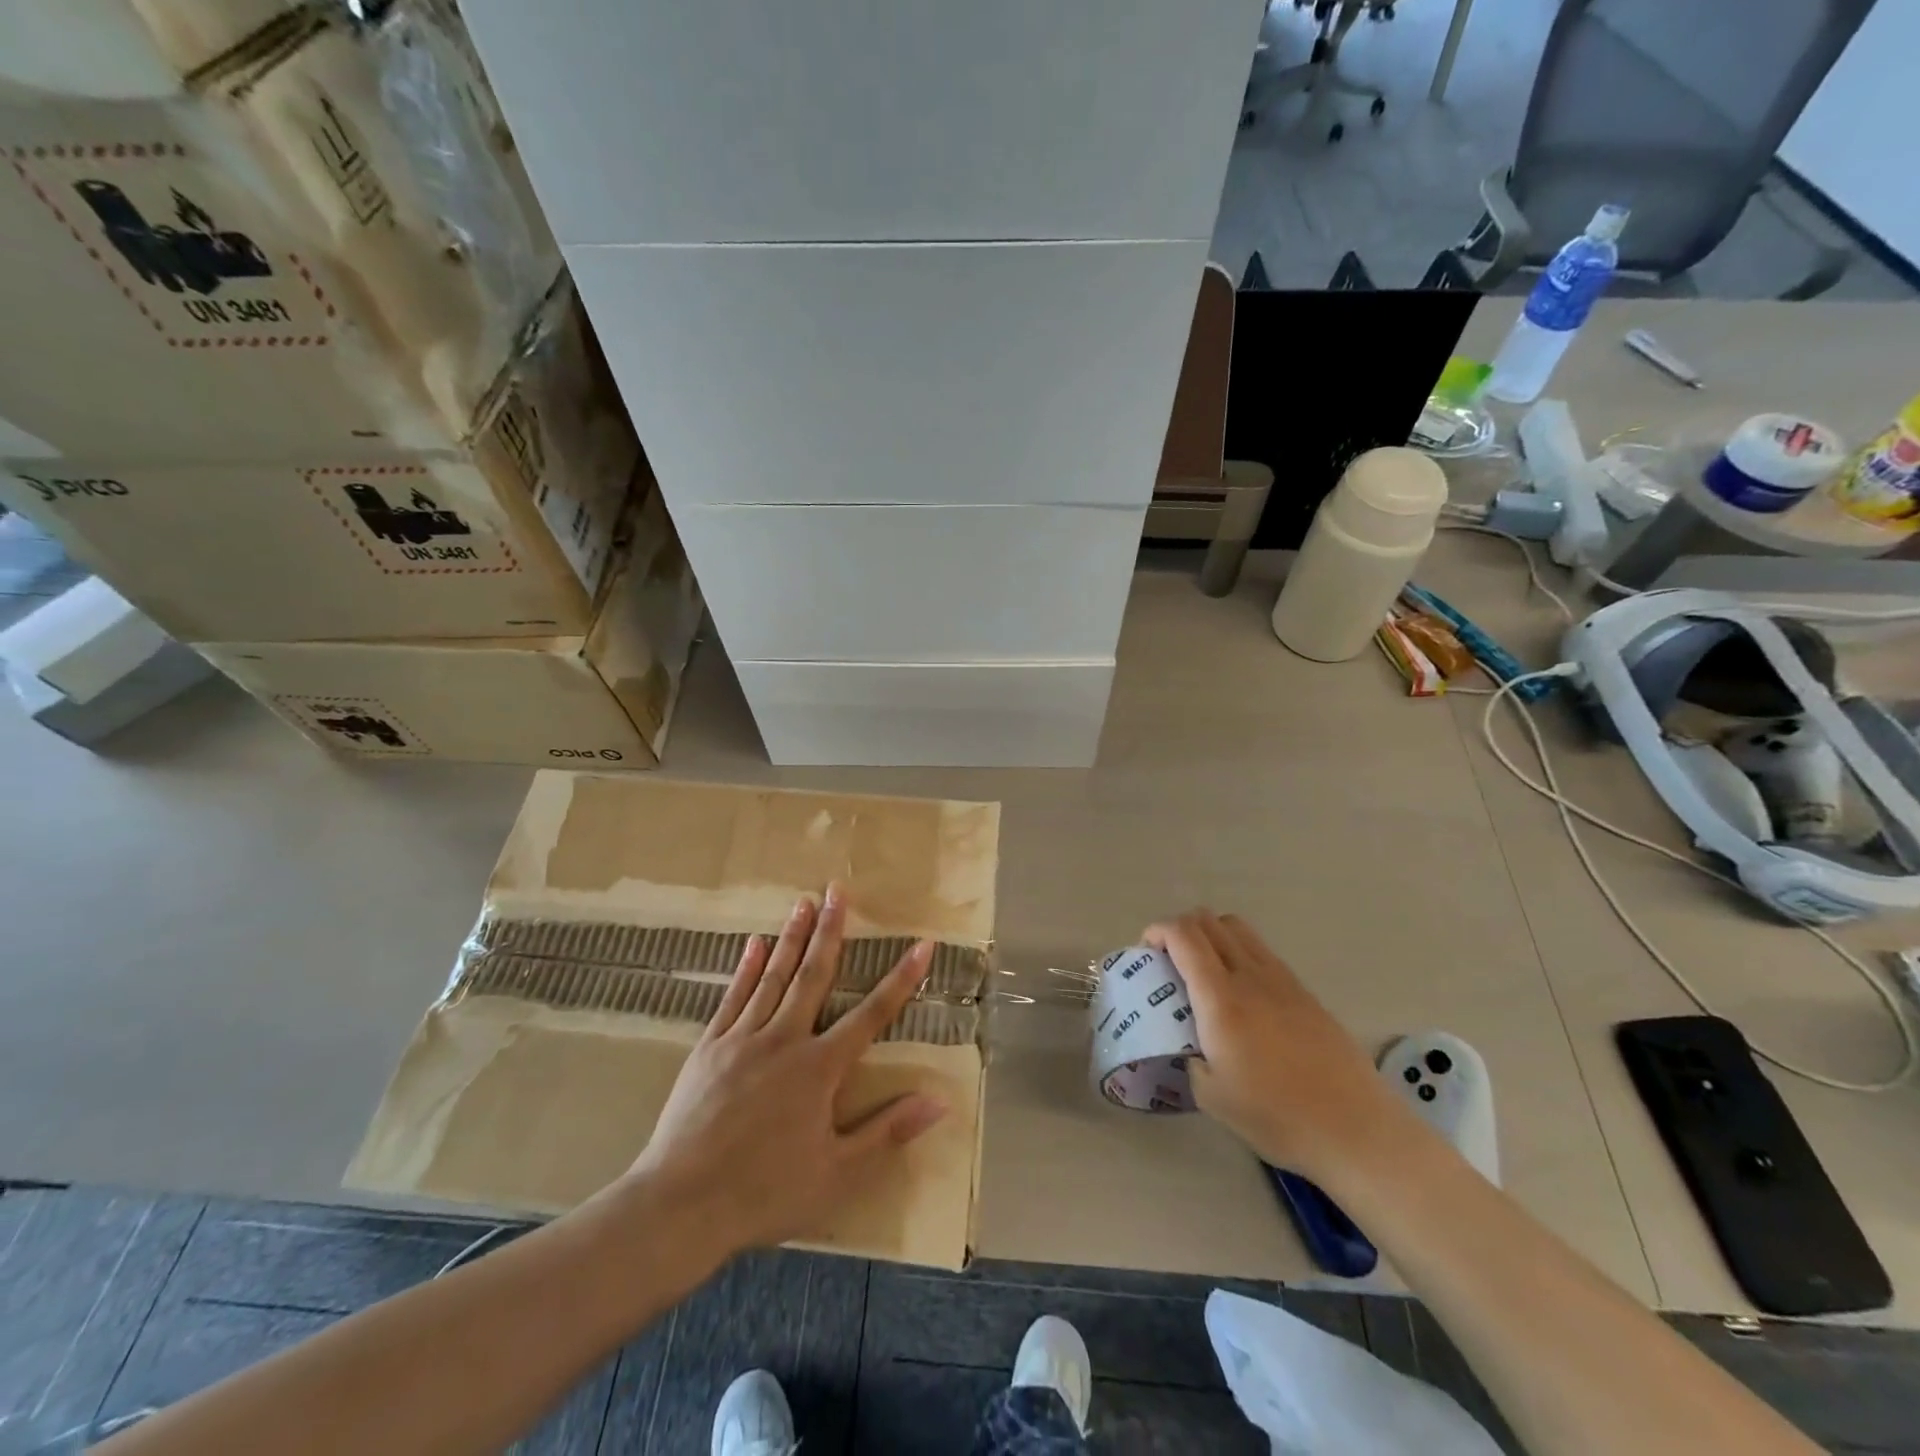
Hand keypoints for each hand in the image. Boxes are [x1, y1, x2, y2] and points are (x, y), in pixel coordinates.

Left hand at [622, 883, 946, 1265]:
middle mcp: (785, 1040)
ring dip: (792, 937)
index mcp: (820, 1068)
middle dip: (832, 931)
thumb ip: (888, 1132)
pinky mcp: (710, 1046)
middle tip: (839, 891)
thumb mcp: (837, 1174)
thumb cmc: (765, 1193)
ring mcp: (744, 1039)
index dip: (901, 979)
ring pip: (775, 976)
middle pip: (815, 976)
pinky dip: (747, 968)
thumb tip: (940, 1102)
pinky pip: (734, 997)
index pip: (872, 1014)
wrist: (680, 1205)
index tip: (922, 944)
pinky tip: (755, 943)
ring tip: (804, 902)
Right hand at [1146, 910, 1427, 1184]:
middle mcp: (1250, 976)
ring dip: (1210, 936)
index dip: (1158, 931)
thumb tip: (1190, 1044)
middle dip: (1179, 929)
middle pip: (1208, 920)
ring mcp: (1281, 979)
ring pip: (1237, 928)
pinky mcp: (1304, 991)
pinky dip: (1238, 953)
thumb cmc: (1277, 1116)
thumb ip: (1190, 1058)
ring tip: (1203, 971)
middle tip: (1169, 961)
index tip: (1146, 952)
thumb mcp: (1212, 1096)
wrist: (1356, 1128)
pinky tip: (1240, 993)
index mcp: (1221, 998)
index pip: (1184, 935)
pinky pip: (1261, 951)